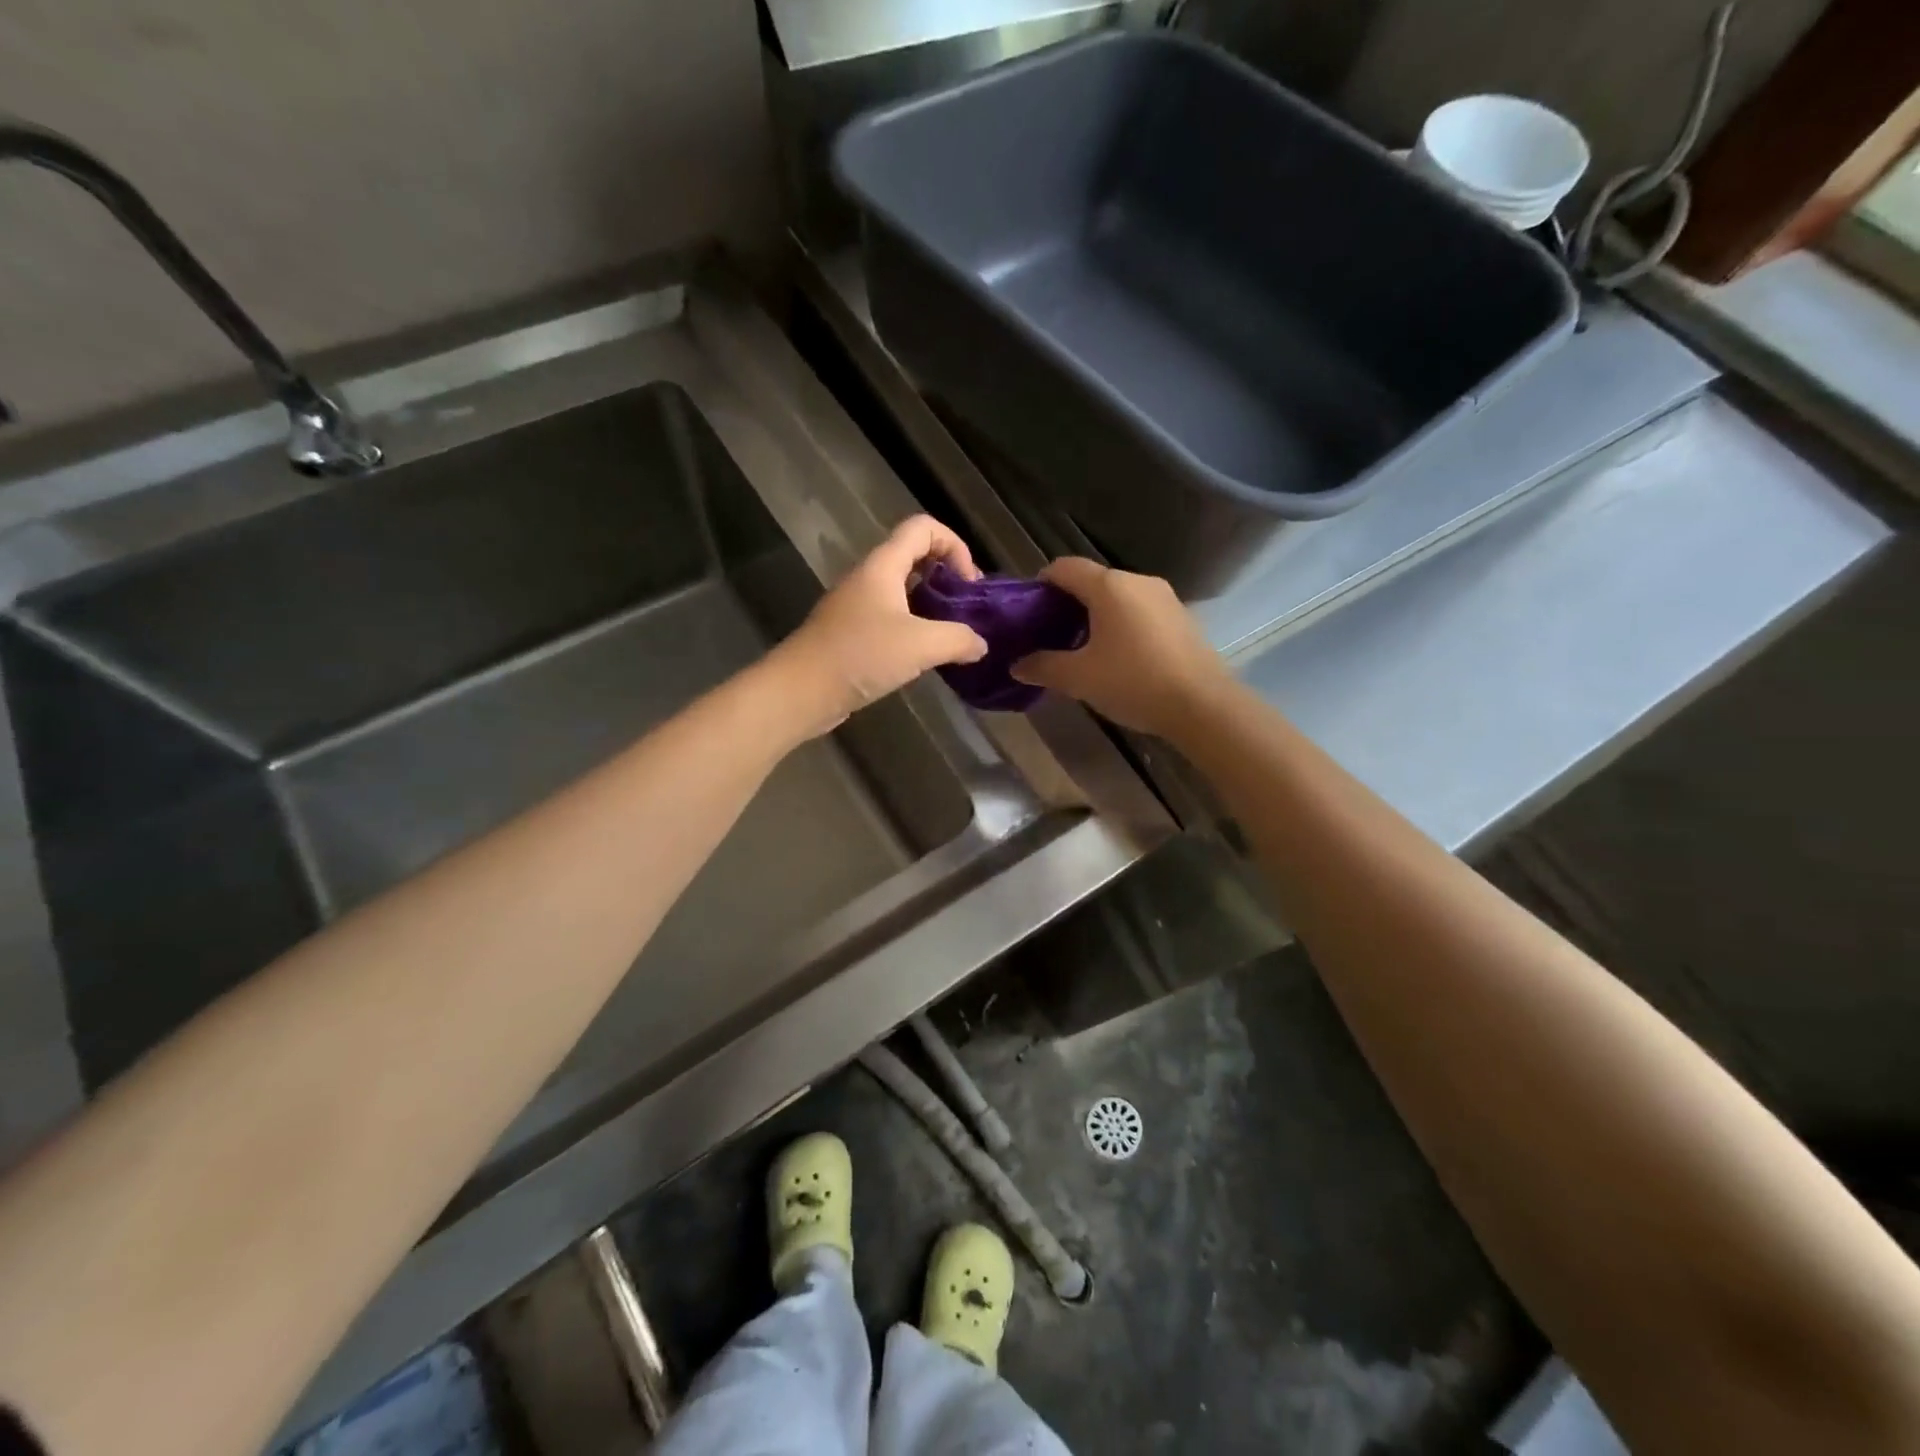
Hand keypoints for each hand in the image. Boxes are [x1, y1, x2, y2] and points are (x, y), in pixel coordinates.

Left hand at [770, 516, 987, 737]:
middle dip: (946, 576)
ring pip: (902, 591)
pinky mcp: (851, 634)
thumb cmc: (860, 655)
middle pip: (914, 557)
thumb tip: (980, 644)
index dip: (954, 545)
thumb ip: (958, 639)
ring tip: (952, 635)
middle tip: (966, 609)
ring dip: (931, 606)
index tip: (969, 583)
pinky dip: (913, 628)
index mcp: (883, 566)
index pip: (923, 528)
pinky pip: (890, 619)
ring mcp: (857, 606)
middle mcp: (868, 578)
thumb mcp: (920, 646)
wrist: (801, 691)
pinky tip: (925, 656)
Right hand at [1011, 558, 1230, 737]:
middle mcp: (1137, 581)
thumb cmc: (1134, 682)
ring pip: (1118, 597)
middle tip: (1051, 636)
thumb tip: (1016, 666)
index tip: (1029, 612)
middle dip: (1068, 604)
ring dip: (1096, 616)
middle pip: (1092, 581)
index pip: (1064, 568)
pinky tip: (1118, 657)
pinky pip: (1140, 612)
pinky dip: (1122, 625)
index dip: (1041, 584)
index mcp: (1109, 586)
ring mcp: (1164, 598)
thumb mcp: (1079, 678)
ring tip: (1082, 650)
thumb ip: (1043, 667)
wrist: (1203, 705)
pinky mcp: (1181, 618)